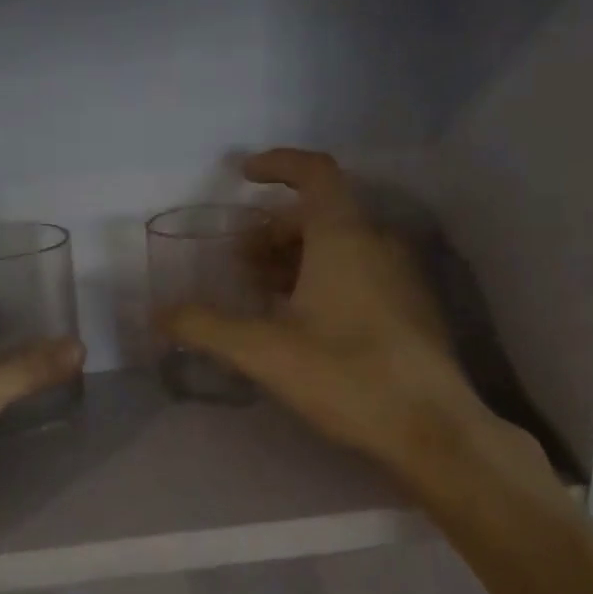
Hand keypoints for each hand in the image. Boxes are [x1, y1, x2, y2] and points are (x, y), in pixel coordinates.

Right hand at [163, 150, 516, 487]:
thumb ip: (206, 328)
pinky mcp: (410, 308)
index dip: (278, 164)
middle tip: (240, 259)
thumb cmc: (347, 376)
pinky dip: (323, 277)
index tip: (243, 175)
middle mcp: (377, 244)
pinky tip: (302, 321)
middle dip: (274, 228)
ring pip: (341, 245)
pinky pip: (360, 271)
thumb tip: (160, 315)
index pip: (315, 173)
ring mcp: (400, 276)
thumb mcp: (264, 352)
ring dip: (297, 256)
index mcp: (344, 238)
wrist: (433, 429)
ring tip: (262, 291)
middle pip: (321, 213)